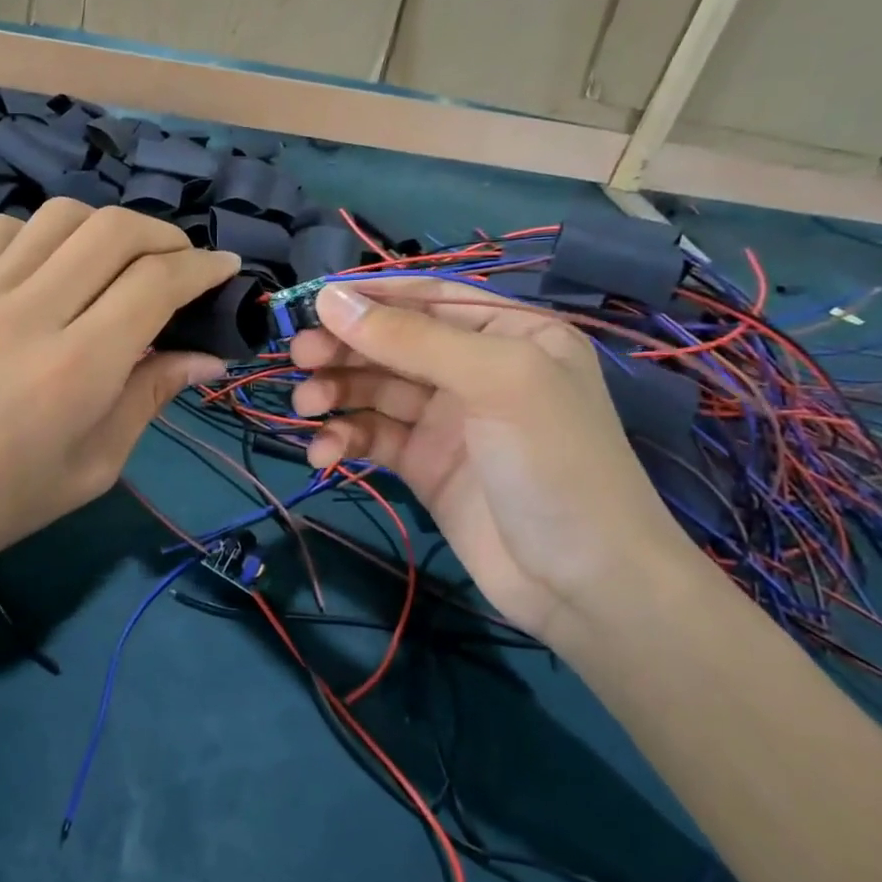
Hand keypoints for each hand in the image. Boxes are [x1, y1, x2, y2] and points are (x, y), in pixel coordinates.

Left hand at [0, 199, 239, 589]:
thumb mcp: (92, 468)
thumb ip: (150, 398)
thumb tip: (206, 357)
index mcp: (79, 366)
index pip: (157, 282)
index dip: (204, 267)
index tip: (228, 270)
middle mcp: (35, 311)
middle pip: (116, 229)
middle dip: (166, 236)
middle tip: (183, 264)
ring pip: (62, 216)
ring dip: (108, 227)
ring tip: (121, 261)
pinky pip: (5, 229)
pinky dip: (44, 233)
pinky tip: (51, 266)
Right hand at [290, 280, 702, 642]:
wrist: (583, 584)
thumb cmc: (554, 462)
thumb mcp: (494, 381)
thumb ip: (412, 338)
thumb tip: (330, 300)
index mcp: (509, 332)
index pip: (427, 297)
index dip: (369, 297)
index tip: (311, 303)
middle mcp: (476, 369)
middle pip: (393, 343)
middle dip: (344, 346)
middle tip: (298, 356)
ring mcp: (448, 420)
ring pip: (375, 389)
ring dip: (336, 392)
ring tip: (306, 405)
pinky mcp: (424, 465)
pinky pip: (374, 437)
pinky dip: (344, 439)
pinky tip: (324, 454)